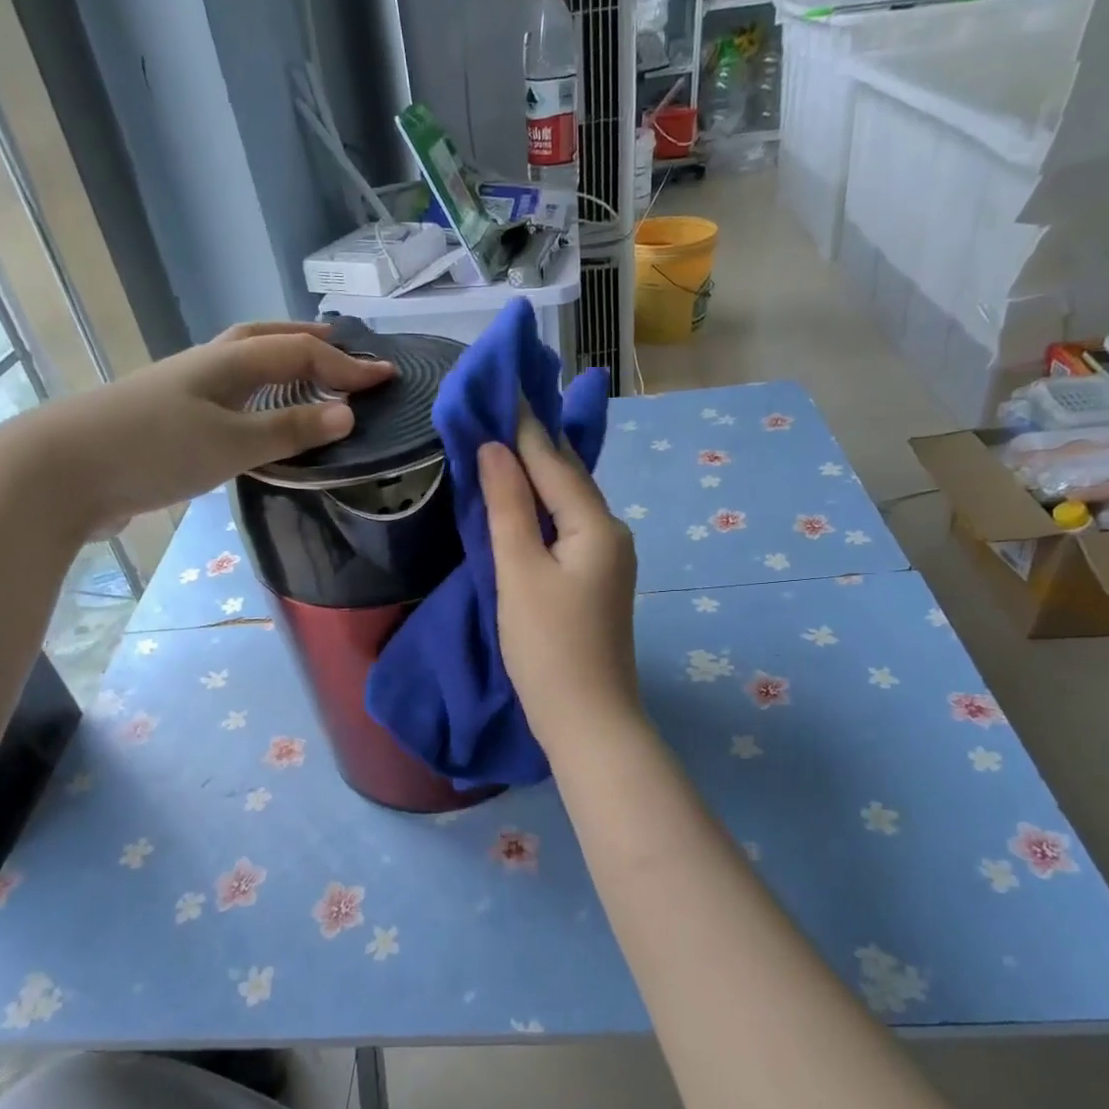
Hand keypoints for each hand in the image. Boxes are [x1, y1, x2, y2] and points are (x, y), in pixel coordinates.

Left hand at [7, 322, 392, 531]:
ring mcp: (185, 390)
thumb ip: (289, 429)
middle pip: (266, 339)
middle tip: (342, 349)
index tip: (387, 378)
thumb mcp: (231, 443)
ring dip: (281, 363)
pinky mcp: (171, 419)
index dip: (347, 367)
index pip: (301, 354)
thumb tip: (347, 413)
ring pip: (244, 364)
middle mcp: (208, 366)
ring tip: (308, 376)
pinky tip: (259, 418)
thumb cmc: (153, 450)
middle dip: (308, 342)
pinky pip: (230, 395)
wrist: (61, 472)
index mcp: (228, 363)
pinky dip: (258, 395)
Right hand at [479, 414, 641, 749]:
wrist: (588, 721)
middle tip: (501, 407)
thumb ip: (508, 507)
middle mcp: (612, 534)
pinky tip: (525, 503)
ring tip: (506, 444)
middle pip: (568, 478)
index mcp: (596, 525)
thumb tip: (497, 448)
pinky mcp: (597, 582)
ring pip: (568, 505)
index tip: (502, 387)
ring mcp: (609, 560)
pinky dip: (543, 510)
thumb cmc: (548, 647)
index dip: (524, 426)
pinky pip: (568, 530)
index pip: (554, 462)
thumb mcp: (520, 572)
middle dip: (534, 444)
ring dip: (538, 476)